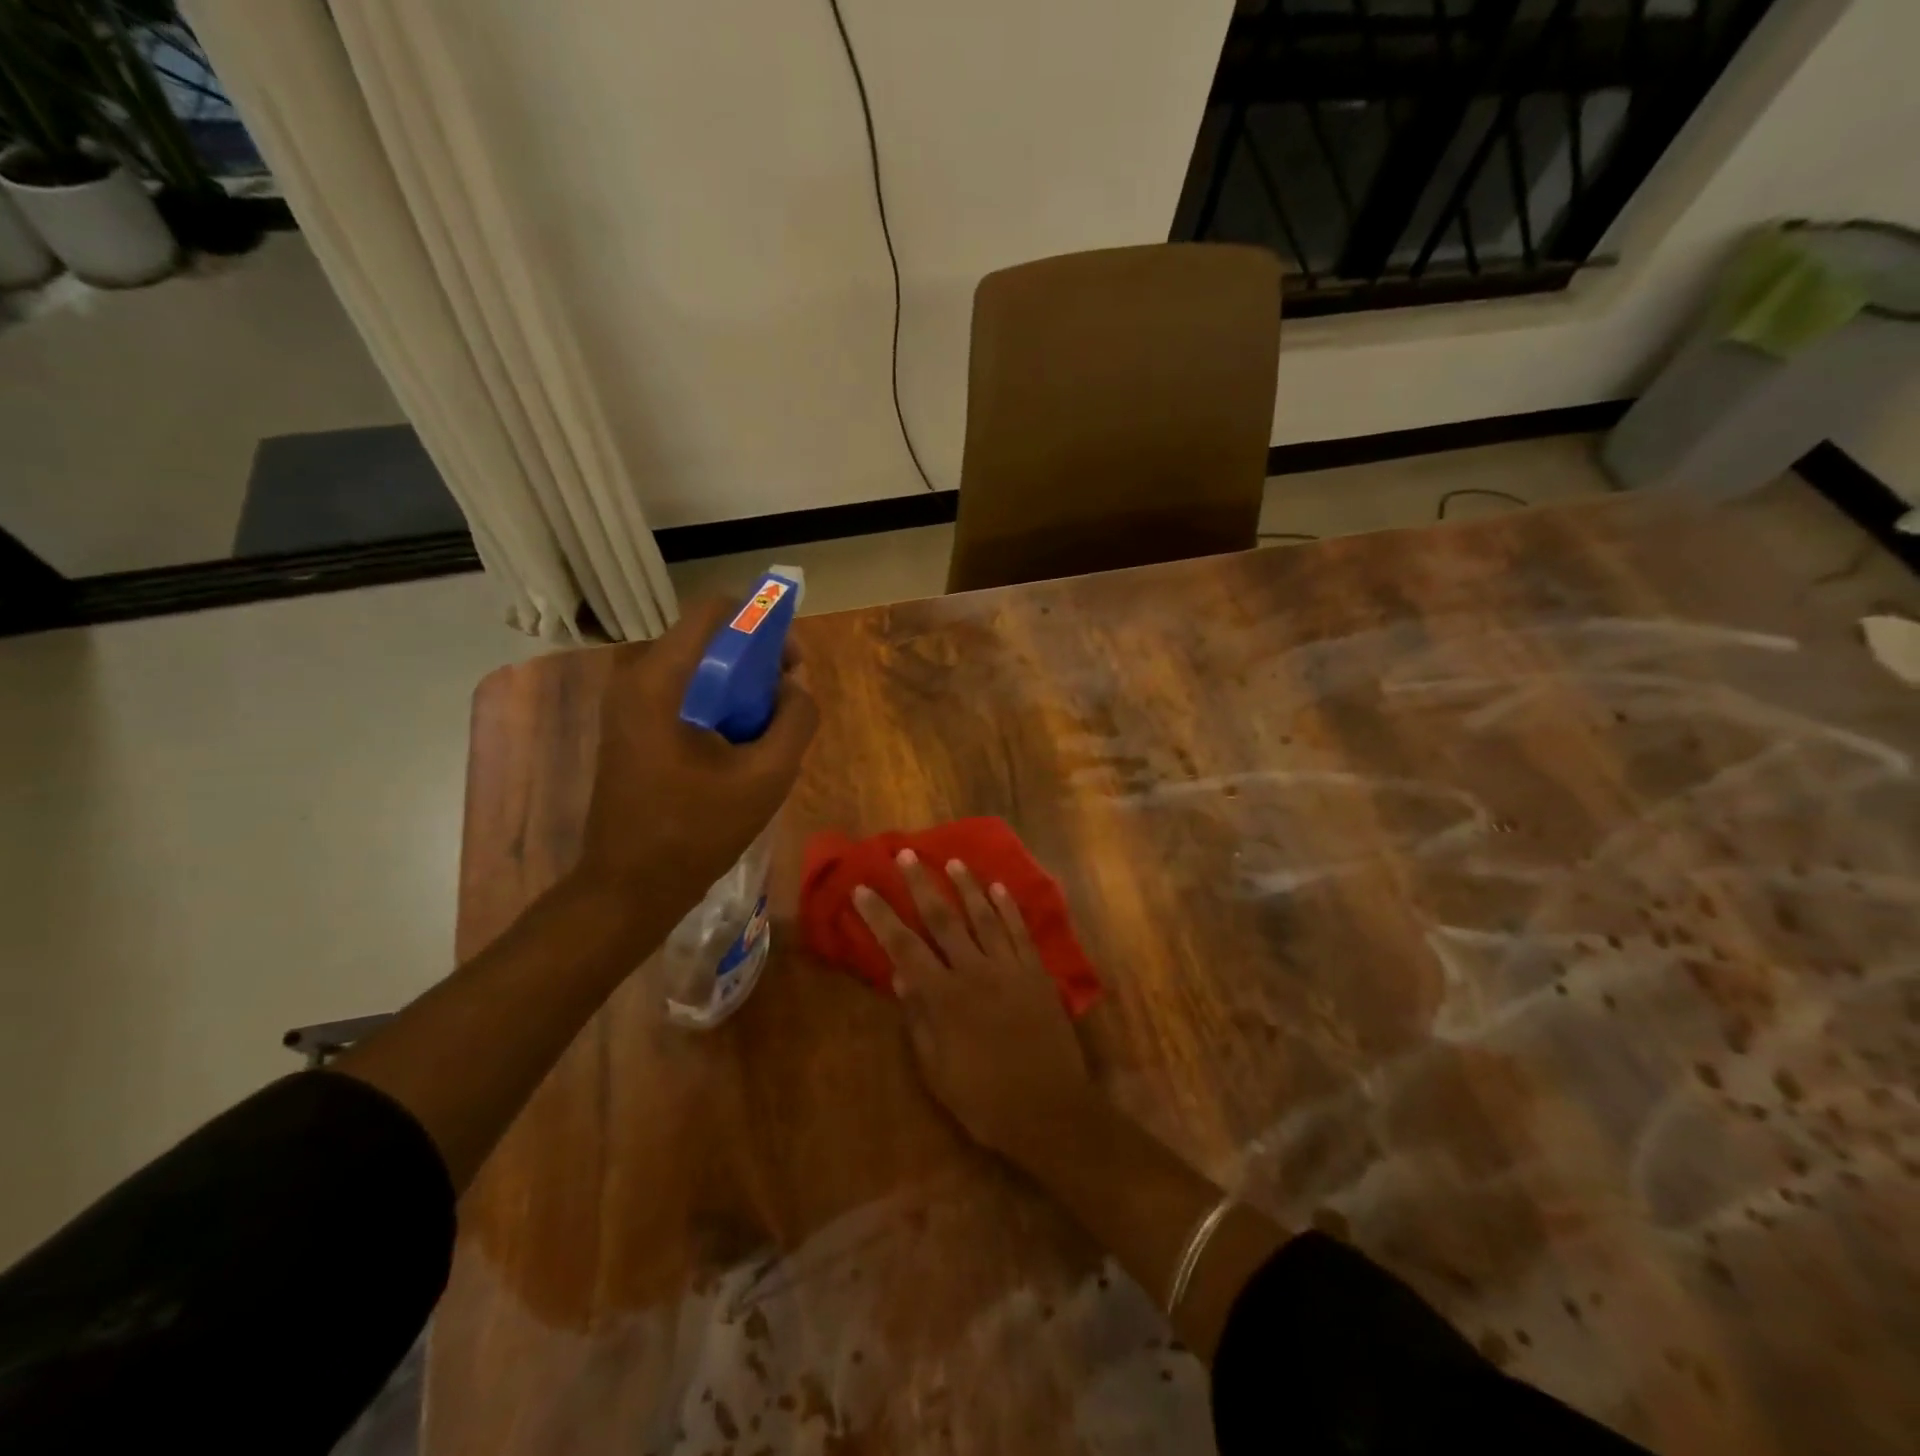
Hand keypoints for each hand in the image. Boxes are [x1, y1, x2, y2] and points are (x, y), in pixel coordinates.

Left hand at [579, 596, 817, 912]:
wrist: (628, 886)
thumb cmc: (697, 831)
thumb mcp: (767, 776)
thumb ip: (796, 719)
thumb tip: (796, 686)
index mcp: (661, 679)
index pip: (716, 610)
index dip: (763, 624)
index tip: (791, 665)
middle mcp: (635, 676)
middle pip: (708, 637)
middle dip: (756, 660)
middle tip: (785, 703)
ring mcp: (627, 702)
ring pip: (697, 666)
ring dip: (738, 686)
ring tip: (764, 730)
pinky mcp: (629, 726)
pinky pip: (682, 692)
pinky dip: (716, 704)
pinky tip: (735, 747)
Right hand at [855, 852, 1096, 1162]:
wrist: (1050, 1112)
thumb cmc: (985, 1100)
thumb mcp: (937, 1072)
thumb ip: (919, 1022)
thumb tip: (901, 979)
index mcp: (944, 998)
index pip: (903, 947)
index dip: (881, 917)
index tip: (863, 889)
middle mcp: (975, 972)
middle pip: (944, 919)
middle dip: (922, 885)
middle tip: (907, 855)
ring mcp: (1010, 969)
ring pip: (984, 917)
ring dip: (967, 887)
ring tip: (953, 862)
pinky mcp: (1037, 974)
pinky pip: (1020, 932)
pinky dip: (1009, 908)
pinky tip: (1000, 889)